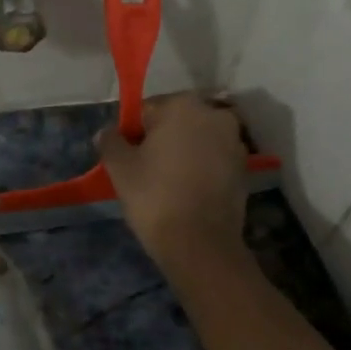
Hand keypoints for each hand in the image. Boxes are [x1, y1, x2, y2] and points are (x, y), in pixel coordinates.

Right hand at [97, 93, 248, 275]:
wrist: (200, 244)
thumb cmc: (155, 197)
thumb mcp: (120, 168)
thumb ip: (110, 142)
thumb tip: (106, 133)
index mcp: (183, 106)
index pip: (147, 109)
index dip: (132, 132)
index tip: (125, 157)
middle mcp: (215, 115)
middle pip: (175, 121)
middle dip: (159, 139)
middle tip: (143, 169)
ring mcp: (235, 142)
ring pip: (196, 140)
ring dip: (182, 153)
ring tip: (165, 183)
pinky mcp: (244, 168)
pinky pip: (213, 159)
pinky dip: (200, 168)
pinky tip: (186, 191)